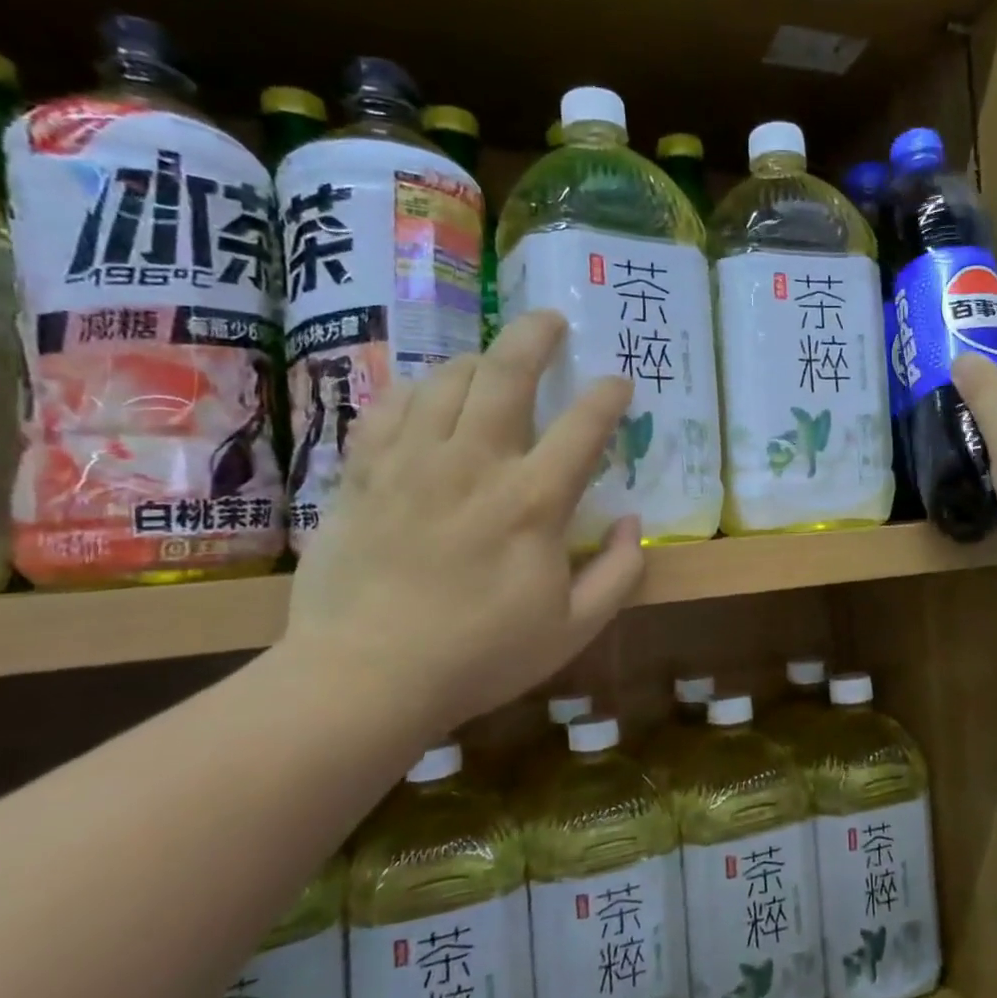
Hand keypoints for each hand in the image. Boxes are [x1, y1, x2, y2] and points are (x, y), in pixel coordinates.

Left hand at [280, 311, 643, 733]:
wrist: (364, 678)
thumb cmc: (480, 656)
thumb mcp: (573, 629)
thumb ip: (618, 573)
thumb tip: (632, 522)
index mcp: (532, 502)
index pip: (583, 425)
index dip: (608, 394)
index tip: (618, 383)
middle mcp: (474, 464)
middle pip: (506, 374)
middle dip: (535, 336)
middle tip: (550, 320)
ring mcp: (412, 463)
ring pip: (445, 380)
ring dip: (476, 360)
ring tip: (490, 362)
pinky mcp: (365, 474)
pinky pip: (390, 407)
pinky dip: (415, 391)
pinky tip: (426, 396)